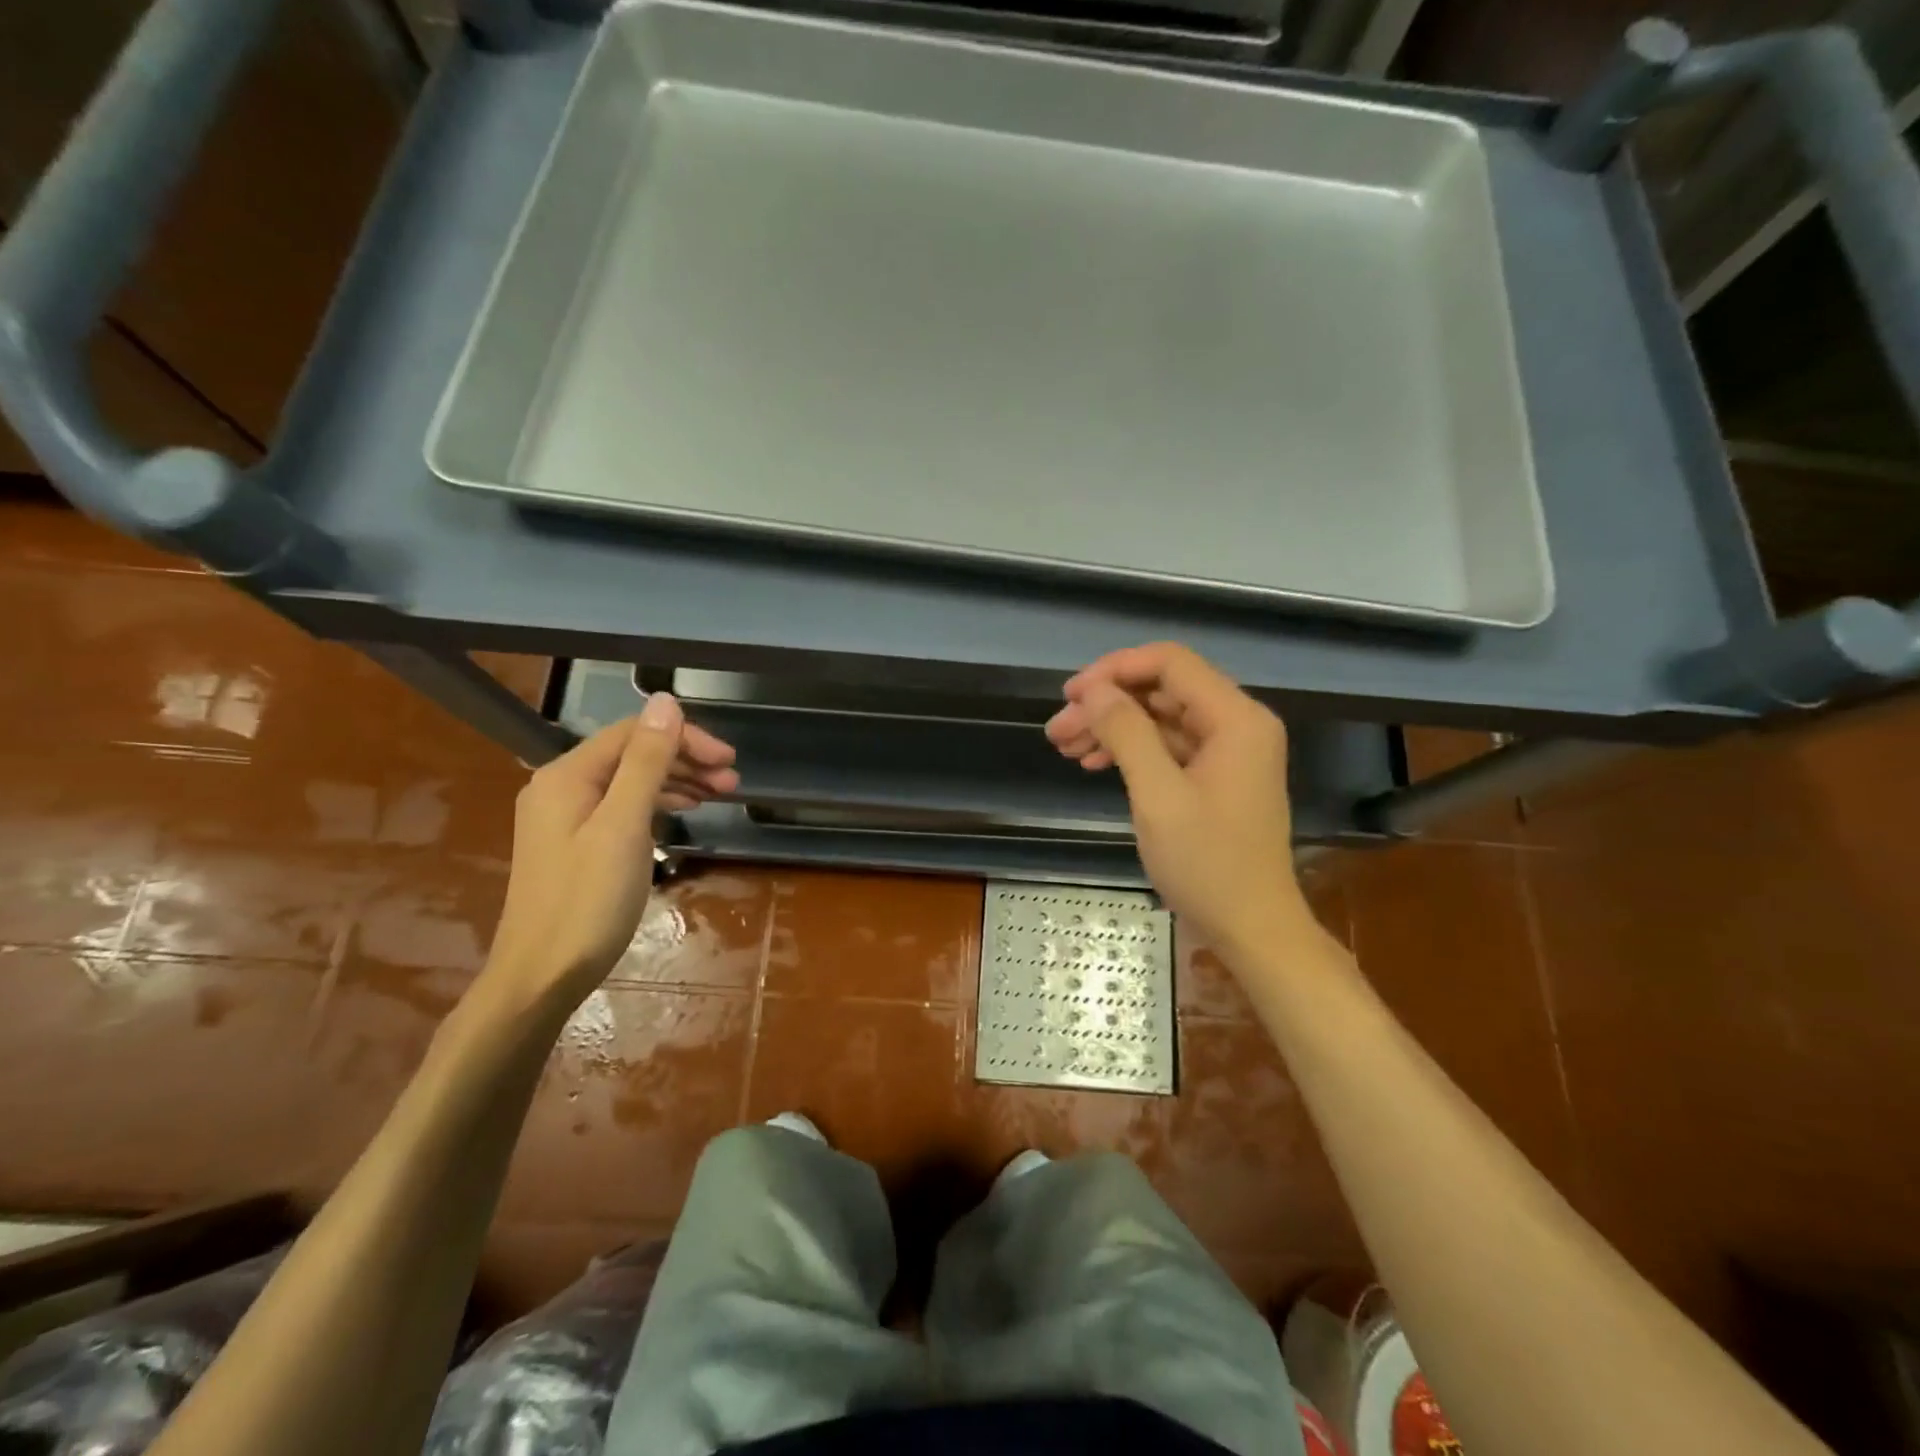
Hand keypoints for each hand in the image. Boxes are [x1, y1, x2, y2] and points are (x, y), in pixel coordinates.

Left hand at [484, 693, 738, 1011]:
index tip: (730, 761)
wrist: (541, 976)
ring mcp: (566, 816)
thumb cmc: (587, 901)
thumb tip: (665, 701)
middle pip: (633, 754)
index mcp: (568, 775)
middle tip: (732, 780)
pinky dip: (657, 804)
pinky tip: (684, 812)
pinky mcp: (575, 843)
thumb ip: (646, 762)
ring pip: (630, 781)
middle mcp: (562, 786)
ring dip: (676, 781)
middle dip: (685, 760)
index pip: (635, 733)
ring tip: (719, 795)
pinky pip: (622, 806)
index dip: (686, 738)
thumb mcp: (624, 826)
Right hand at [1046, 643, 1303, 953]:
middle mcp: (1237, 724)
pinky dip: (1131, 751)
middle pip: (1162, 690)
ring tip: (1064, 746)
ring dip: (1112, 728)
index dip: (1115, 670)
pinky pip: (1168, 747)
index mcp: (1236, 718)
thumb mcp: (1158, 796)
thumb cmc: (1207, 864)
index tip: (1071, 695)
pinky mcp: (1215, 777)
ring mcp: (1228, 752)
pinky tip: (1093, 763)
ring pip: (1160, 719)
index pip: (1170, 663)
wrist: (1251, 929)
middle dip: (1107, 705)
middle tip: (1057, 729)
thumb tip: (1093, 689)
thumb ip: (1125, 732)